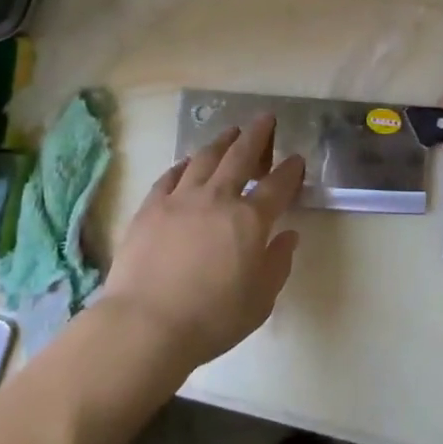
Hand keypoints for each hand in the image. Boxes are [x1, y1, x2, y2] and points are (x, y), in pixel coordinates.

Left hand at [104, 115, 303, 370]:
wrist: (146, 325)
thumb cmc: (211, 319)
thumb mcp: (260, 301)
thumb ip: (277, 264)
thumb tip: (289, 236)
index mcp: (250, 220)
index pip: (277, 186)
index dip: (290, 170)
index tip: (296, 158)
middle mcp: (218, 198)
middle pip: (241, 156)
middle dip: (257, 135)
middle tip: (265, 118)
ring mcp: (181, 198)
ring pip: (205, 158)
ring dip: (221, 141)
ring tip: (230, 132)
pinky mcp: (151, 207)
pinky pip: (171, 175)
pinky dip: (184, 165)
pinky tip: (188, 162)